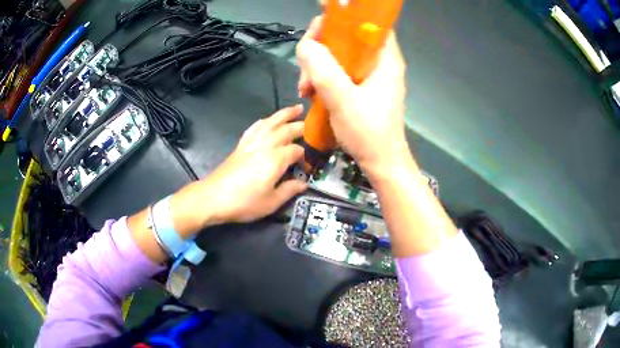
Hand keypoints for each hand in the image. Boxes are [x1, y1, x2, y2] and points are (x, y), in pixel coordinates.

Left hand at [197, 105, 307, 223]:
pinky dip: (263, 121)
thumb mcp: (271, 202)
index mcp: (276, 160)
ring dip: (283, 114)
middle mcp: (265, 146)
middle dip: (299, 126)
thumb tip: (303, 184)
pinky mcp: (241, 145)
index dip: (304, 157)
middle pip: (286, 130)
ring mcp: (251, 143)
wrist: (213, 197)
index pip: (296, 151)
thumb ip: (289, 190)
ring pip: (270, 123)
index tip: (306, 166)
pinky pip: (254, 128)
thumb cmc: (244, 203)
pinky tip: (267, 120)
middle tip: (311, 123)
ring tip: (295, 108)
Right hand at [296, 16, 410, 172]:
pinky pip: (338, 71)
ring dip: (317, 66)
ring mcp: (370, 75)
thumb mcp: (342, 99)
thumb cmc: (369, 133)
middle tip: (305, 64)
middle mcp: (379, 62)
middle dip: (321, 46)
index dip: (345, 15)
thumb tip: (305, 44)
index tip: (320, 19)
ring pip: (339, 55)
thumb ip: (323, 69)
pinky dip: (322, 78)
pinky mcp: (362, 88)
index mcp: (384, 58)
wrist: (381, 164)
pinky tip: (310, 93)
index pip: (368, 22)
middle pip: (347, 36)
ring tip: (305, 88)